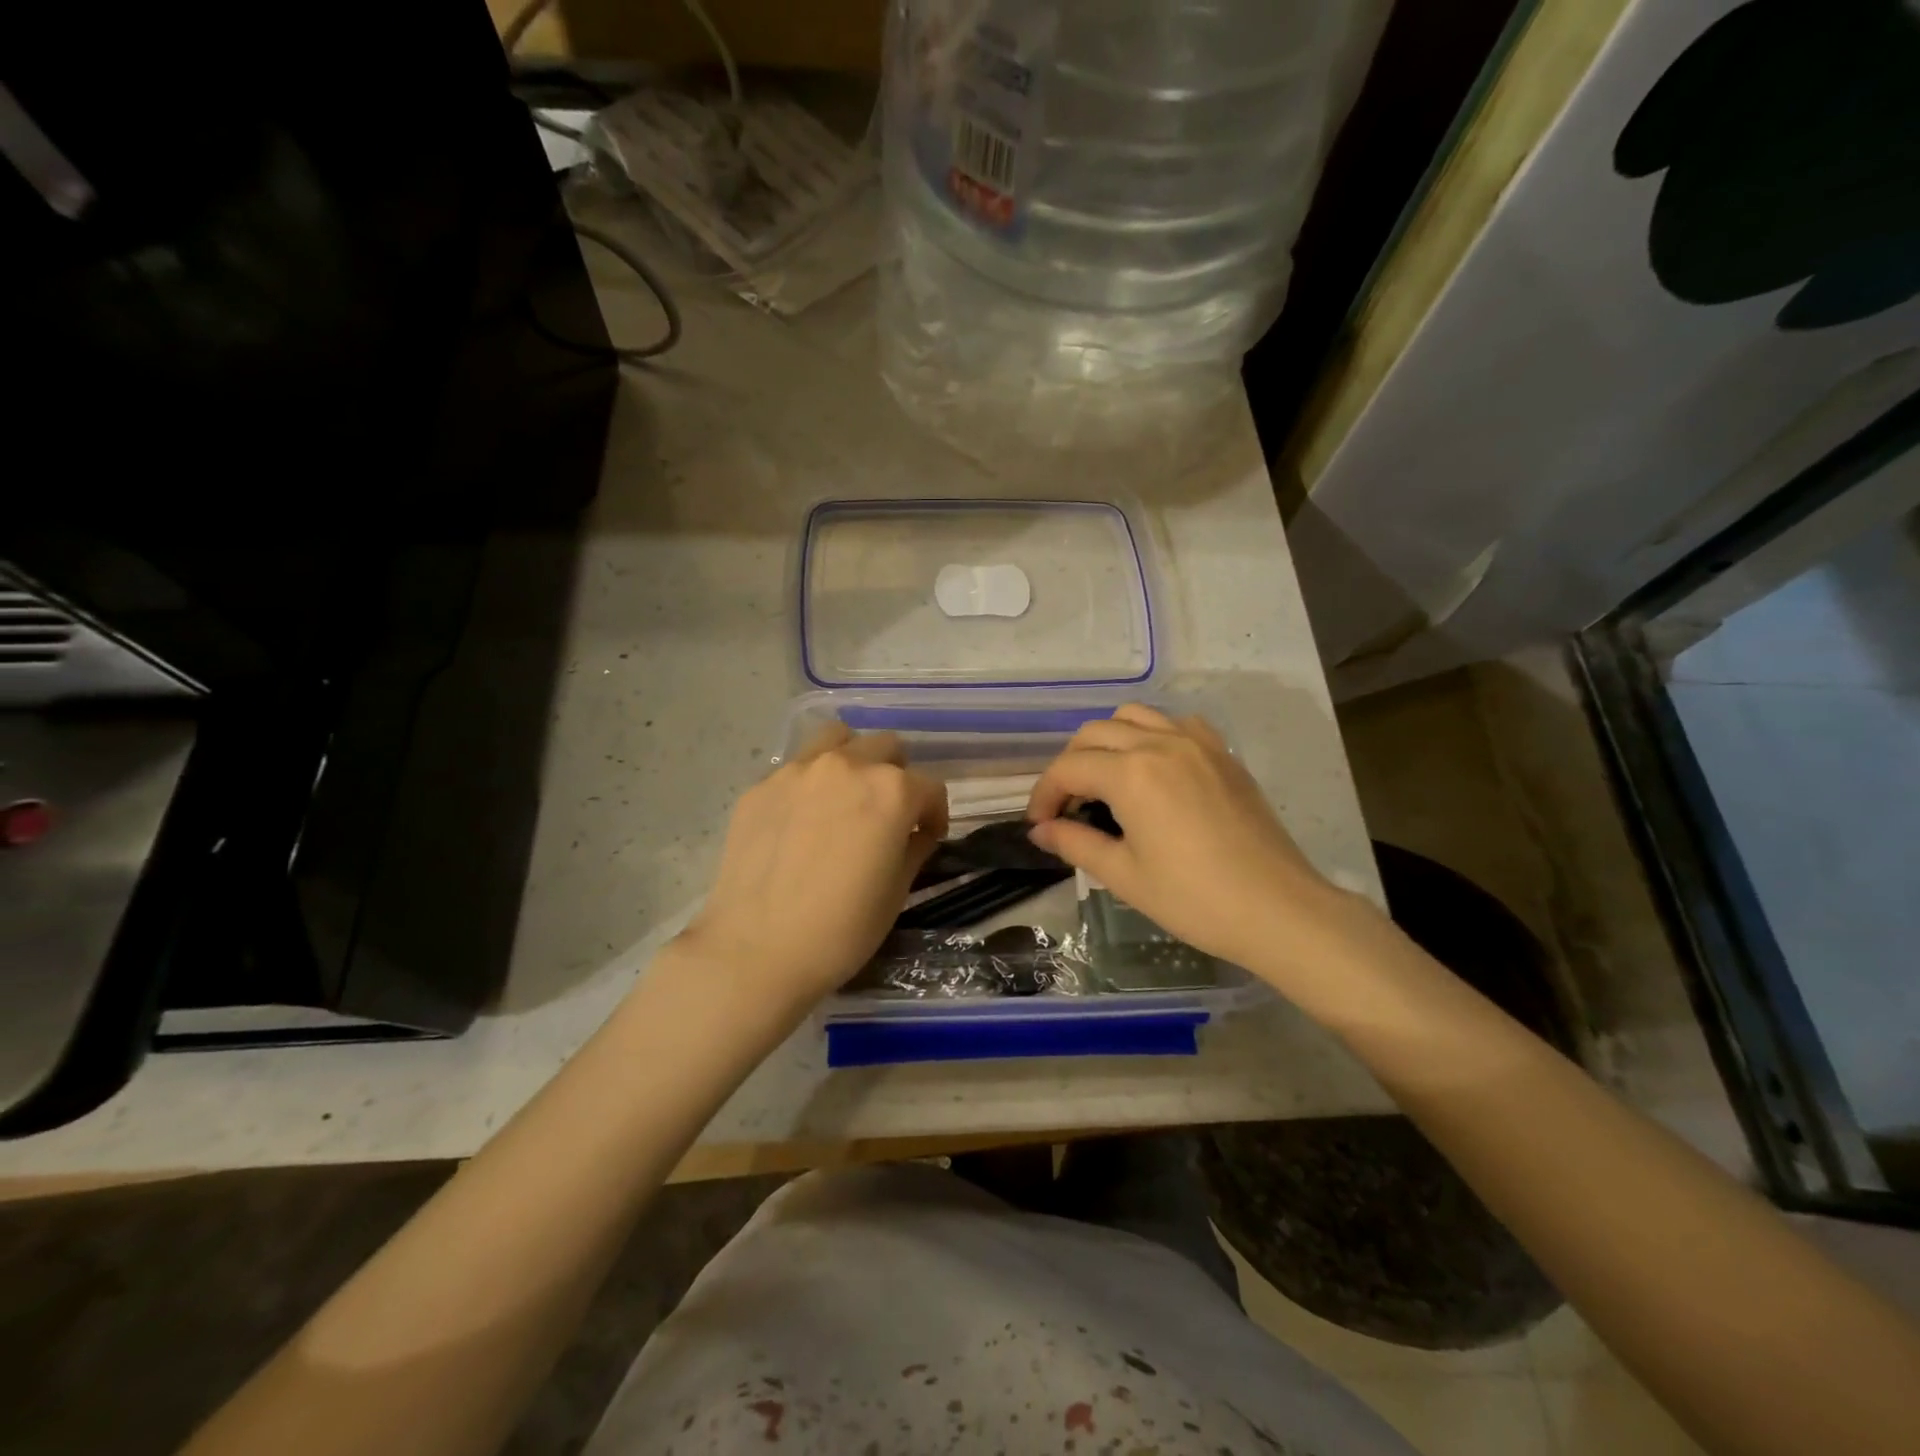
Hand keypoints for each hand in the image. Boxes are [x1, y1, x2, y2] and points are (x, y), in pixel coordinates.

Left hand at [678, 723, 947, 1010]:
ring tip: (846, 796)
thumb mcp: (897, 892)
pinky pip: (797, 768)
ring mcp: (797, 770)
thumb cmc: (841, 930)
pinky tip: (801, 821)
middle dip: (897, 776)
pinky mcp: (761, 786)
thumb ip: (914, 847)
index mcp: (890, 791)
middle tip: (888, 813)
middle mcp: (846, 766)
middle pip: (887, 748)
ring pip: (838, 739)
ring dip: (853, 759)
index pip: (930, 787)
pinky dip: (811, 782)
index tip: (927, 836)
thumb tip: (915, 830)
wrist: (756, 950)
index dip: (934, 814)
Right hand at [1027, 705, 1358, 978]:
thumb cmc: (1194, 899)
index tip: (1039, 825)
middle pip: (1094, 734)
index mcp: (1131, 773)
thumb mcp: (1124, 876)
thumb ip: (1075, 843)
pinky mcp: (1223, 753)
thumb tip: (1040, 830)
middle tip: (1068, 807)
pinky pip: (1175, 723)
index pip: (1068, 769)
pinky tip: (1154, 769)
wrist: (1278, 910)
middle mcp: (1160, 743)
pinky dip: (1151, 735)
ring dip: (1107, 742)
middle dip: (1070, 766)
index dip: (1044, 795)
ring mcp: (1196, 742)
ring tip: (1106, 781)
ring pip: (1133, 717)